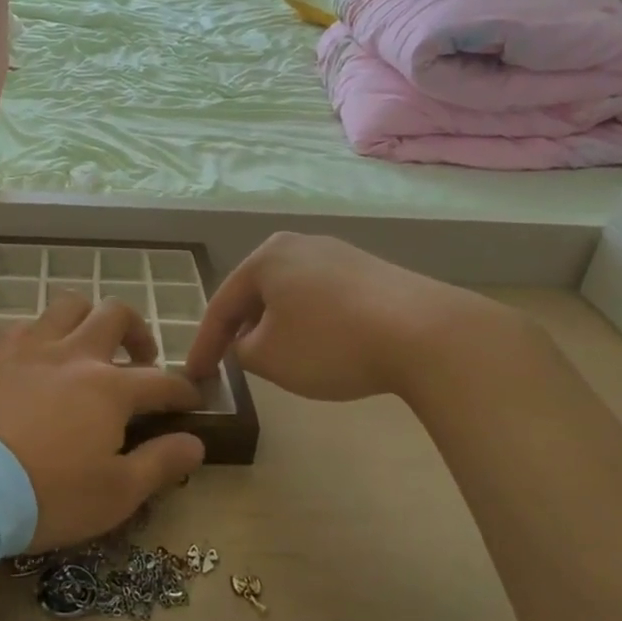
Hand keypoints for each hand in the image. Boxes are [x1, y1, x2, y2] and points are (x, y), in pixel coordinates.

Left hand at [0, 294, 204, 550]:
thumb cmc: (47, 495)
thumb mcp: (115, 494)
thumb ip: (161, 464)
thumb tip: (196, 443)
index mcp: (109, 388)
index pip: (161, 380)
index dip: (182, 390)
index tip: (191, 399)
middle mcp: (73, 355)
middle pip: (115, 315)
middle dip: (138, 331)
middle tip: (140, 358)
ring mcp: (28, 349)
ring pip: (68, 306)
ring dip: (88, 318)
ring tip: (88, 345)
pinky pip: (24, 326)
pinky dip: (42, 335)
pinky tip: (38, 359)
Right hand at [185, 232, 527, 402]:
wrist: (426, 333)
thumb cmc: (331, 342)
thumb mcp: (269, 358)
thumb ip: (241, 350)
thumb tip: (247, 342)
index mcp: (266, 258)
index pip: (221, 305)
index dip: (205, 344)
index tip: (195, 376)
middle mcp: (299, 244)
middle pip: (256, 292)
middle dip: (241, 328)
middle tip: (230, 360)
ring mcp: (339, 253)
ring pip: (290, 294)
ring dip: (276, 325)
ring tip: (274, 355)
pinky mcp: (371, 270)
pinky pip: (323, 297)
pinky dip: (310, 321)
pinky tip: (320, 344)